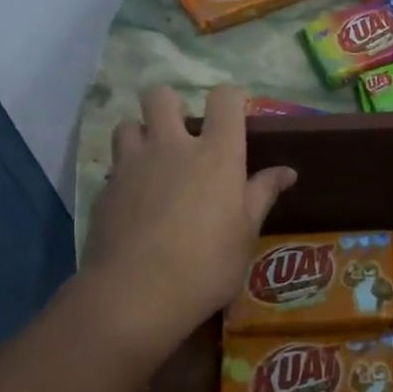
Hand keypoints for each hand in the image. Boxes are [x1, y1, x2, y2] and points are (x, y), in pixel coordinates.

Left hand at [83, 85, 296, 351]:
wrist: (135, 295)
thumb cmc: (206, 266)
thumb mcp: (245, 234)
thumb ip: (262, 195)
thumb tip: (287, 172)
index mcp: (216, 154)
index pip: (224, 98)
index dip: (230, 99)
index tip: (233, 116)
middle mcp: (171, 147)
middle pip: (161, 96)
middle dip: (171, 105)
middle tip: (182, 135)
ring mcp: (132, 166)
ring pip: (128, 124)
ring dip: (142, 135)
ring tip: (153, 162)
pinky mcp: (105, 190)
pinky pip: (114, 167)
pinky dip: (125, 175)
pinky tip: (134, 203)